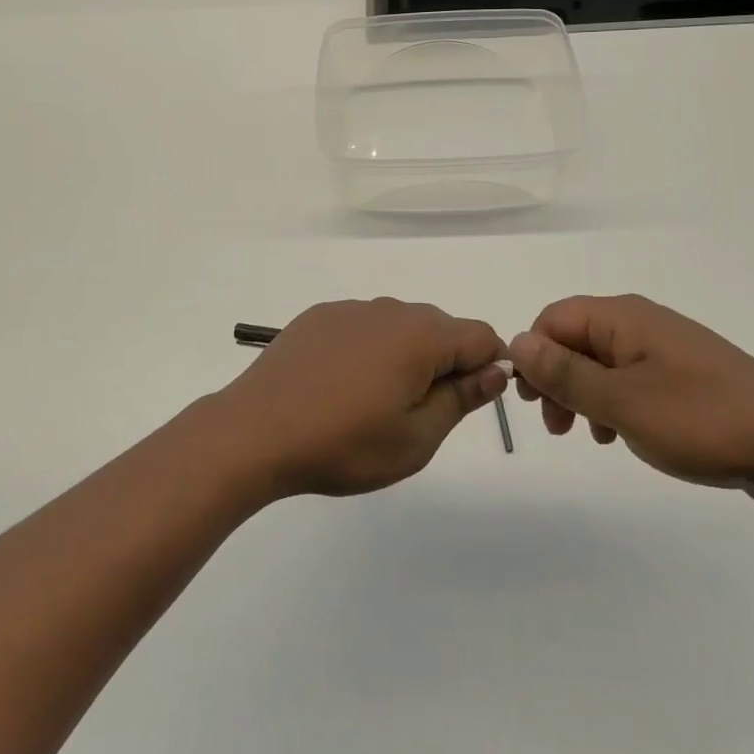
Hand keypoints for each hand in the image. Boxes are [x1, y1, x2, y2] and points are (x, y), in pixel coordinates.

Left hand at [216, 299, 508, 497]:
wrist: (256, 431)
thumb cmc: (343, 444)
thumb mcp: (415, 439)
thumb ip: (461, 398)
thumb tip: (496, 369)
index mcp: (420, 336)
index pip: (480, 336)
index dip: (487, 367)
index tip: (466, 403)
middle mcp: (389, 310)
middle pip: (440, 328)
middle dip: (445, 363)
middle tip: (417, 414)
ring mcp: (351, 309)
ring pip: (400, 326)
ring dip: (405, 356)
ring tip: (375, 403)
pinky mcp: (319, 316)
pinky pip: (363, 326)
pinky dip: (369, 349)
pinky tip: (342, 385)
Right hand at [509, 294, 753, 506]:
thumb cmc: (701, 421)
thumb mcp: (621, 402)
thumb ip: (564, 373)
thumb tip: (516, 342)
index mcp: (623, 317)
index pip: (553, 319)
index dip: (534, 355)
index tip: (532, 403)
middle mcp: (642, 322)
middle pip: (576, 339)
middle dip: (557, 379)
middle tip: (557, 427)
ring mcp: (668, 349)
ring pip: (604, 362)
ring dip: (585, 395)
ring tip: (591, 436)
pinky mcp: (688, 377)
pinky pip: (634, 380)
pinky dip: (616, 403)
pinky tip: (624, 436)